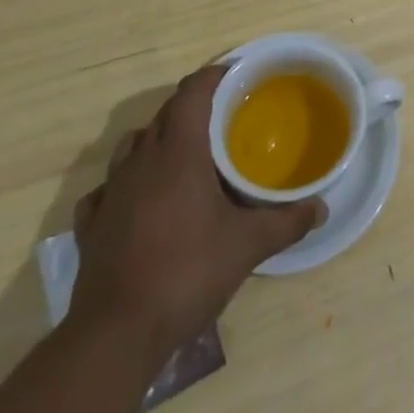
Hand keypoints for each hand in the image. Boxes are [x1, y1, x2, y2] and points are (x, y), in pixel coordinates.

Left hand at [69, 65, 324, 370]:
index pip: (192, 92)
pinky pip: (108, 188)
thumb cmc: (187, 273)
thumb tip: (321, 208)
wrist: (116, 335)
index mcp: (179, 151)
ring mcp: (111, 192)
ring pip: (133, 145)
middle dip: (192, 108)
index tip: (236, 78)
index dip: (213, 77)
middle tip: (224, 120)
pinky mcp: (92, 224)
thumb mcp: (248, 246)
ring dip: (157, 141)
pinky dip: (126, 185)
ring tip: (184, 158)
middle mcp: (141, 160)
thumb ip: (287, 221)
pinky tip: (140, 202)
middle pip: (165, 114)